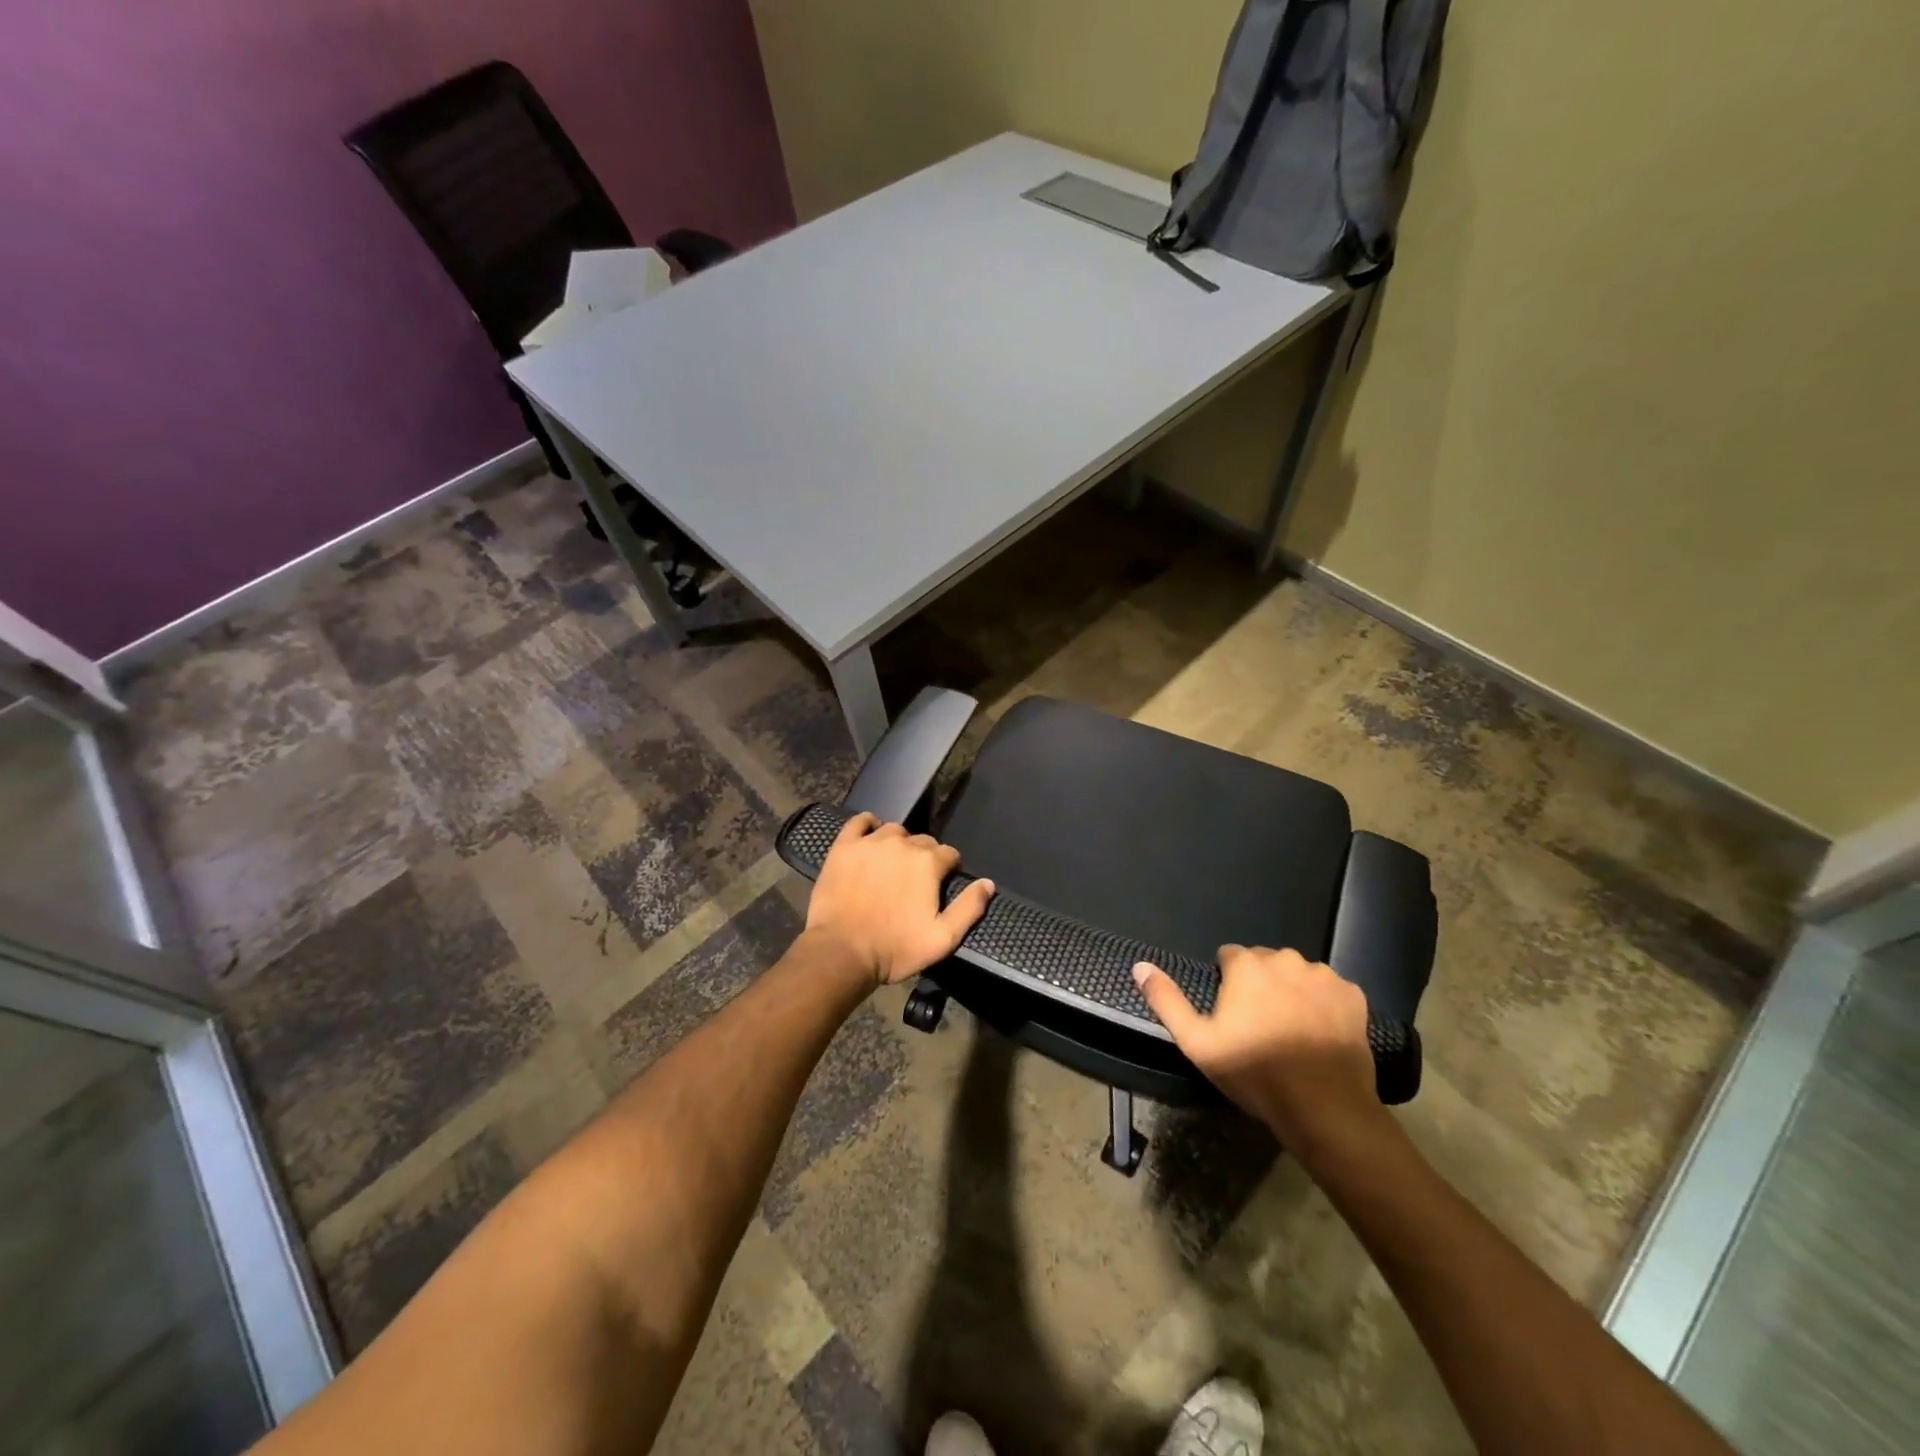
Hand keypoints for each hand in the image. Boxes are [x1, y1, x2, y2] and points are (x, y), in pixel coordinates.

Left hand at [805, 814, 994, 986]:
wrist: (841, 952)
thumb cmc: (895, 948)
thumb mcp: (943, 939)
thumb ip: (969, 908)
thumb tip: (988, 883)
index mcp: (928, 862)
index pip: (949, 854)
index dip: (948, 870)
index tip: (939, 887)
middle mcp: (902, 843)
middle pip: (922, 841)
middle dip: (923, 858)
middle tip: (913, 883)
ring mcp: (870, 842)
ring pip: (893, 831)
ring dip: (898, 844)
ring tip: (891, 866)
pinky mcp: (844, 846)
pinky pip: (859, 822)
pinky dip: (868, 826)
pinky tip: (869, 838)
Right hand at [1132, 946, 1384, 1156]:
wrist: (1325, 1108)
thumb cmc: (1254, 1072)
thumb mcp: (1196, 1042)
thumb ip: (1166, 1000)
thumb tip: (1139, 966)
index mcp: (1247, 964)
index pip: (1229, 956)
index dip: (1227, 984)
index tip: (1231, 1016)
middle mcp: (1285, 959)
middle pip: (1264, 962)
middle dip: (1259, 984)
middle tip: (1260, 1025)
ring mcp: (1323, 976)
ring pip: (1298, 974)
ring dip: (1292, 991)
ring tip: (1291, 1031)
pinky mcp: (1353, 995)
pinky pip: (1330, 990)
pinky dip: (1324, 1004)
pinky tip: (1320, 1033)